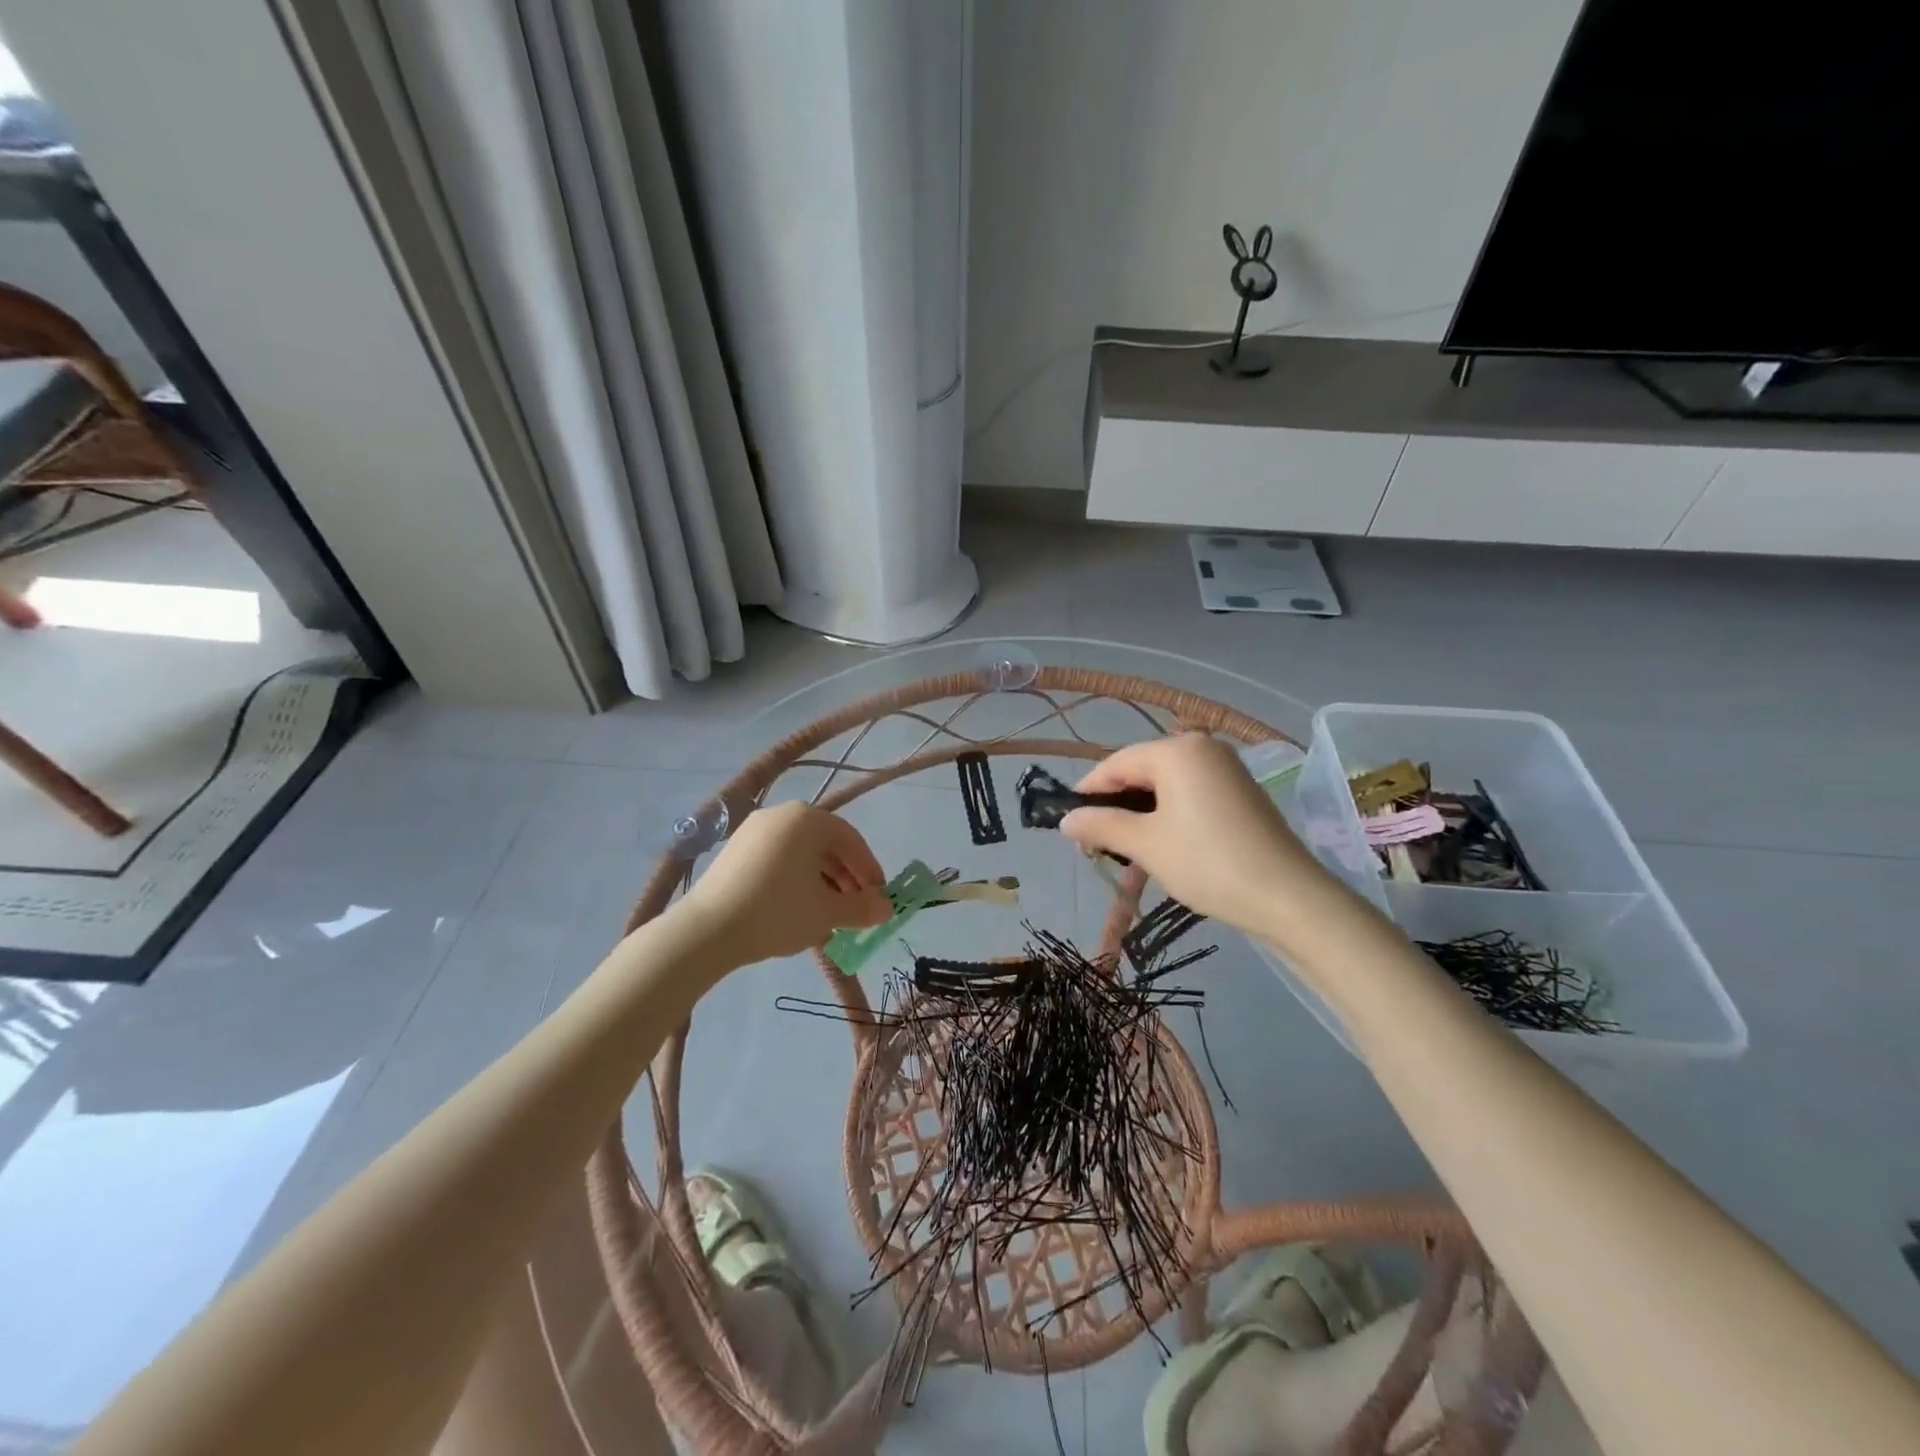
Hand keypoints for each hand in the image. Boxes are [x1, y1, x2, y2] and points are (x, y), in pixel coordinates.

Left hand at [680, 801, 891, 964]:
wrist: (707, 930)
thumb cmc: (777, 912)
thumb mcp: (827, 913)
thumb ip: (862, 908)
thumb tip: (887, 909)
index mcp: (809, 820)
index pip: (852, 841)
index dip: (869, 870)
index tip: (879, 898)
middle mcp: (782, 814)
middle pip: (826, 844)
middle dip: (846, 877)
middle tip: (855, 908)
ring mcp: (754, 830)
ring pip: (801, 852)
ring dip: (822, 880)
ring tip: (828, 912)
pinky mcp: (735, 849)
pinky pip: (778, 858)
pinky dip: (795, 878)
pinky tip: (797, 908)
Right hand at [1060, 734, 1325, 933]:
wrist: (1288, 897)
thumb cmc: (1208, 863)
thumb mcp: (1146, 845)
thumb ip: (1101, 825)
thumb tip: (1065, 819)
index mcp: (1177, 751)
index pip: (1116, 763)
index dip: (1088, 792)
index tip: (1068, 823)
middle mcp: (1202, 748)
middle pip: (1141, 771)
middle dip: (1115, 805)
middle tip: (1094, 843)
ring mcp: (1225, 769)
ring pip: (1165, 785)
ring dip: (1140, 814)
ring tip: (1123, 850)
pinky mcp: (1240, 792)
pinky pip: (1189, 794)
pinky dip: (1168, 815)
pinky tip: (1159, 845)